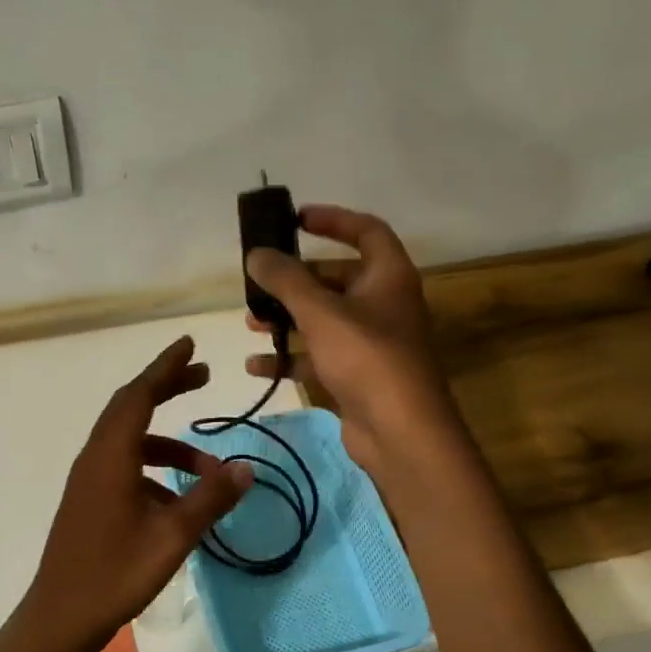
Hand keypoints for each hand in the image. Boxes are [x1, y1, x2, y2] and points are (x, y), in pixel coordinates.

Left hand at [22, 337, 252, 651]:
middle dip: (167, 388)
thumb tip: (246, 468)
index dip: (165, 367)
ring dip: (168, 444)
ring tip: (209, 467)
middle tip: (203, 377)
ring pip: (130, 441)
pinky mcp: (88, 500)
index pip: (139, 395)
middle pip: (131, 407)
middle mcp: (95, 458)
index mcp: (111, 456)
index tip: (189, 345)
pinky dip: (153, 468)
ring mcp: (88, 480)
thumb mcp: (172, 536)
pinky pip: (123, 466)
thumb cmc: (116, 572)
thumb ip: (210, 498)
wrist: (62, 615)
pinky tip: (177, 499)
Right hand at [244, 204, 460, 476]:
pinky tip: (257, 365)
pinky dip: (290, 358)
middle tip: (260, 280)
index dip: (333, 220)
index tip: (295, 219)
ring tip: (251, 322)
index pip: (366, 230)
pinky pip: (318, 357)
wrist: (400, 432)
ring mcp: (370, 342)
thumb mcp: (321, 312)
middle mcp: (383, 304)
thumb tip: (256, 254)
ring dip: (287, 319)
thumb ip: (286, 280)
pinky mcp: (356, 375)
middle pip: (336, 278)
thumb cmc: (366, 358)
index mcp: (388, 276)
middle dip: (296, 280)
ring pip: (323, 319)